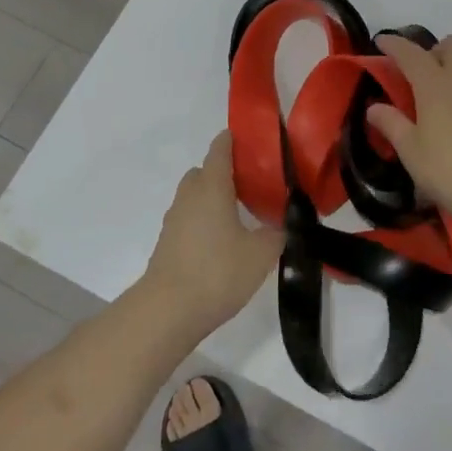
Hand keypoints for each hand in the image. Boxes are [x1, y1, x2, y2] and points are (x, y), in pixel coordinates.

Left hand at [141, 132, 283, 337]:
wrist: (167, 311)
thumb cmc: (217, 272)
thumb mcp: (261, 254)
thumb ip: (276, 233)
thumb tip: (284, 224)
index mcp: (212, 187)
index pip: (220, 150)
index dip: (233, 141)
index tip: (249, 139)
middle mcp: (190, 196)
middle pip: (204, 171)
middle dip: (224, 172)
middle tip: (251, 185)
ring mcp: (174, 220)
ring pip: (194, 196)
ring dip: (212, 198)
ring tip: (239, 216)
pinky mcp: (167, 243)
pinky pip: (189, 219)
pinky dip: (203, 220)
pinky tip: (222, 242)